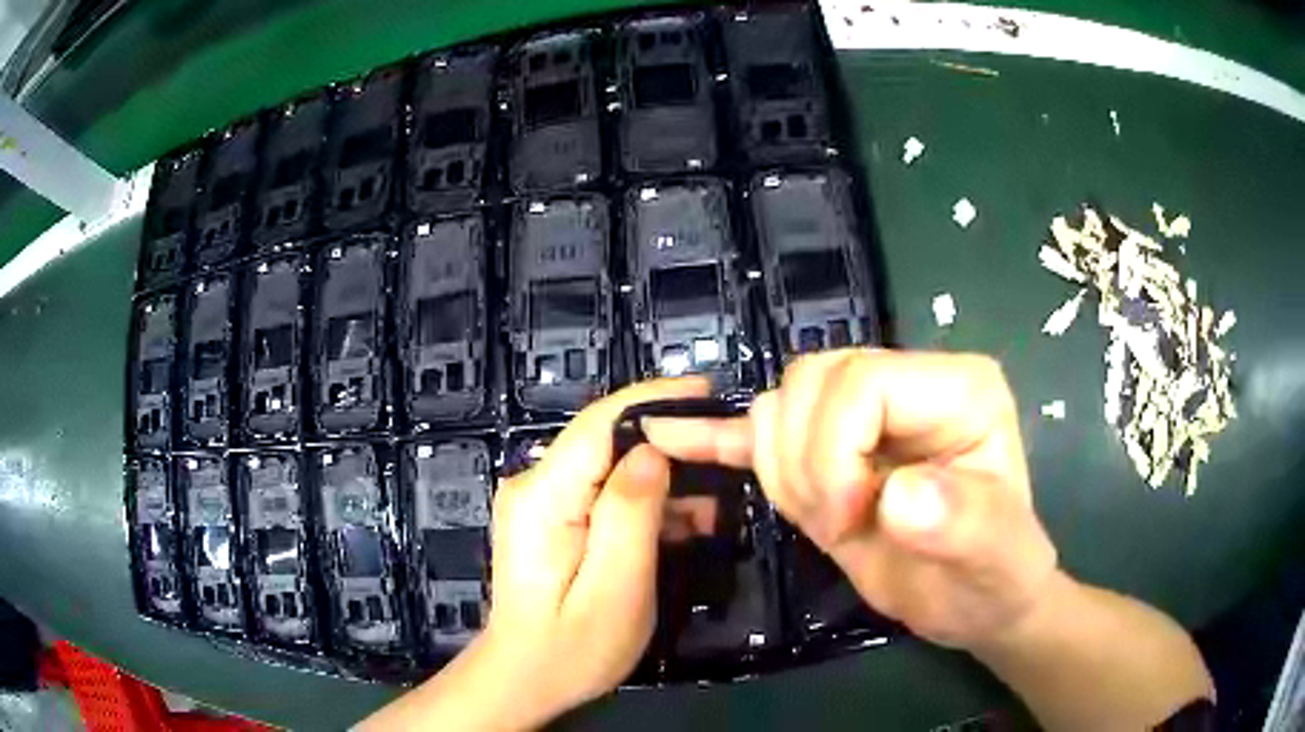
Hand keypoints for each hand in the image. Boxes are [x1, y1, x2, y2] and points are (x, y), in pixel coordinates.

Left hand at [476, 377, 707, 722]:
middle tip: (727, 464)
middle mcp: (534, 484)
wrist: (525, 680)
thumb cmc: (573, 649)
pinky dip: (644, 502)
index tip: (711, 394)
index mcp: (543, 495)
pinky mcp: (550, 519)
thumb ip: (632, 514)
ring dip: (663, 480)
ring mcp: (539, 501)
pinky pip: (603, 492)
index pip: (601, 421)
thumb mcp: (616, 589)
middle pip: (606, 439)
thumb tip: (653, 452)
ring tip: (716, 507)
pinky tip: (682, 525)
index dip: (657, 400)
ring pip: (610, 465)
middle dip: (668, 444)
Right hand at [645, 349, 1057, 650]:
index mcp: (958, 387)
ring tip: (826, 520)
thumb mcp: (995, 558)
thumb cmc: (993, 575)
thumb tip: (899, 495)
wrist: (973, 599)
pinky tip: (671, 437)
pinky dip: (719, 436)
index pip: (862, 382)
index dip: (836, 452)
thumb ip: (964, 522)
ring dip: (782, 472)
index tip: (849, 522)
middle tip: (837, 526)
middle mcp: (910, 379)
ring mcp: (866, 408)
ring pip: (780, 405)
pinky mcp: (831, 443)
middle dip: (807, 464)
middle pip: (811, 384)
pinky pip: (765, 429)